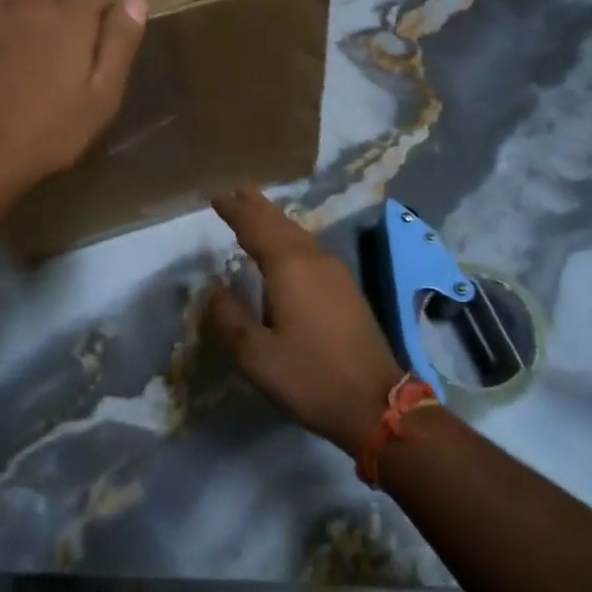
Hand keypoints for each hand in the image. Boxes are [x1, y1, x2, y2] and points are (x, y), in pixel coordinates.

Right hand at [204, 189, 405, 455]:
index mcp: (289, 267)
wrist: (377, 402)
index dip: (235, 210)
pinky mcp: (347, 288)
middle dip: (257, 206)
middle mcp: (313, 259)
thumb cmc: (310, 377)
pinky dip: (291, 236)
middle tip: (236, 189)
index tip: (216, 195)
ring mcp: (335, 271)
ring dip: (275, 219)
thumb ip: (230, 318)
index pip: (255, 227)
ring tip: (257, 209)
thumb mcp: (257, 356)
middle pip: (280, 222)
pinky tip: (288, 246)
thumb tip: (214, 288)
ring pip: (298, 233)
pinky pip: (311, 247)